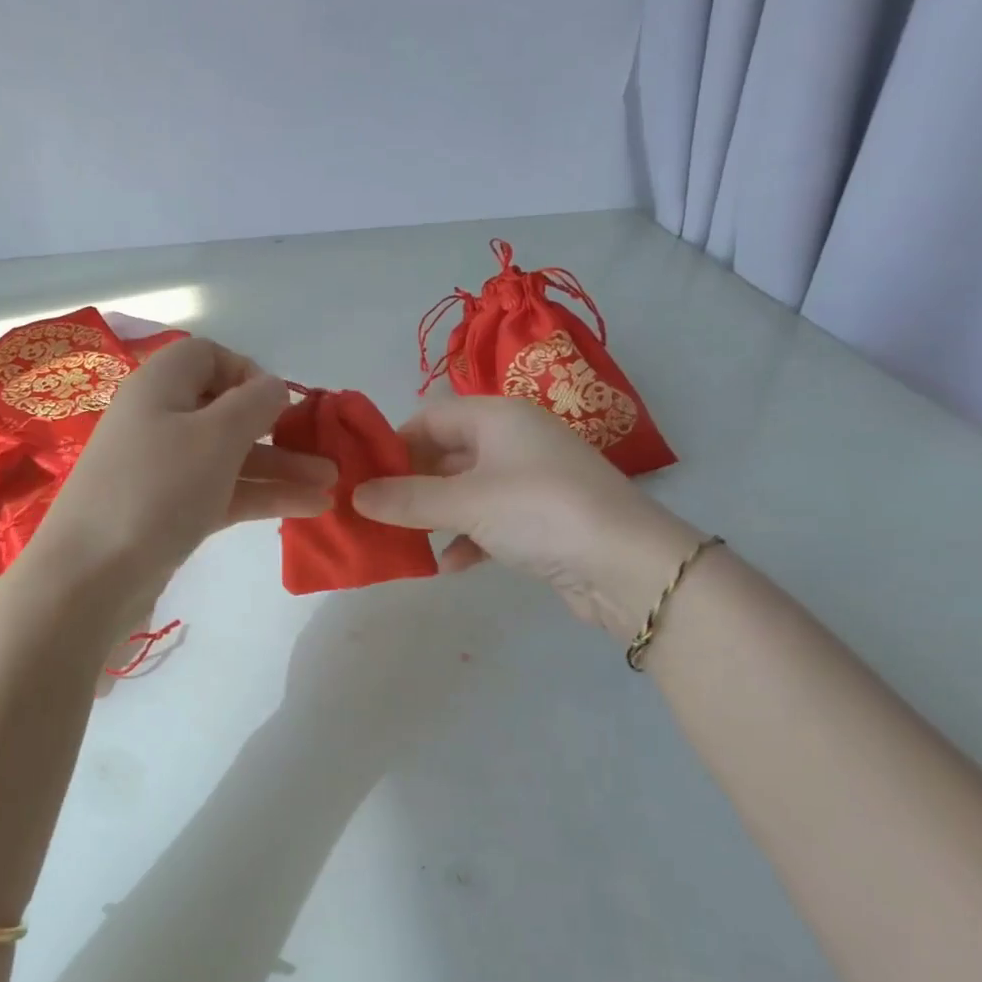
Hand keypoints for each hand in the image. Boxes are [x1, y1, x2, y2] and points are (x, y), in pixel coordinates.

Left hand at [33, 337, 335, 585]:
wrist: (91, 576)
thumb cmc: (157, 489)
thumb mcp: (215, 436)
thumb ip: (254, 403)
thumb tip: (274, 386)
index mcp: (161, 386)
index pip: (208, 356)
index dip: (249, 372)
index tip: (280, 403)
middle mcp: (160, 420)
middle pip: (226, 411)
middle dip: (278, 429)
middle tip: (324, 451)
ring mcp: (163, 469)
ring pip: (230, 456)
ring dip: (280, 467)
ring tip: (331, 485)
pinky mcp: (170, 511)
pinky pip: (222, 491)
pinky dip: (261, 496)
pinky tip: (308, 508)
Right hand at [353, 396, 699, 634]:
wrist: (627, 565)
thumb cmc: (540, 511)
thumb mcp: (466, 502)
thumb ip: (407, 499)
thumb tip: (354, 495)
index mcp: (499, 417)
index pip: (432, 416)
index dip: (395, 442)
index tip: (363, 474)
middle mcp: (515, 441)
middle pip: (447, 453)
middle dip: (411, 483)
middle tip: (373, 510)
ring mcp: (530, 481)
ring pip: (466, 490)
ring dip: (435, 514)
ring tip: (401, 538)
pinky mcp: (541, 520)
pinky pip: (490, 520)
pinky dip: (467, 539)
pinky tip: (450, 565)